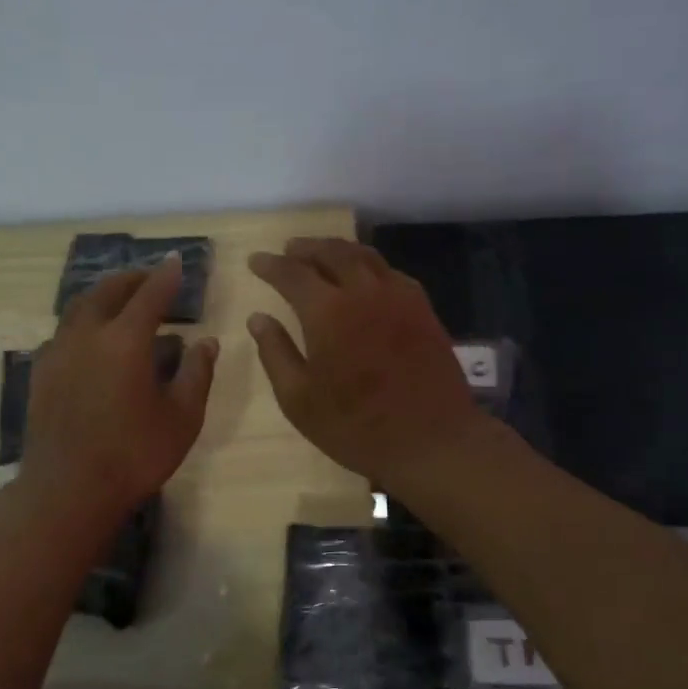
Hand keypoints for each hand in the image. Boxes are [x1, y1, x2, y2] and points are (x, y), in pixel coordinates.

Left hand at [20, 256, 217, 525]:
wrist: (67, 490)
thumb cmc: (135, 455)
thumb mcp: (182, 417)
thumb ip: (196, 373)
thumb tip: (206, 341)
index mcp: (125, 340)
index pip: (150, 295)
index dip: (166, 276)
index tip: (177, 261)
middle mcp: (87, 335)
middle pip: (107, 292)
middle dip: (131, 280)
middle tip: (149, 279)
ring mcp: (57, 352)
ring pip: (79, 308)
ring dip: (103, 297)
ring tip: (120, 303)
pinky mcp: (41, 373)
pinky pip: (64, 332)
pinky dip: (83, 323)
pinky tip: (92, 342)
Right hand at [247, 238, 489, 487]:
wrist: (432, 440)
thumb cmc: (356, 427)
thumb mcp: (299, 400)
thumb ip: (275, 353)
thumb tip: (258, 318)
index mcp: (328, 312)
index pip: (293, 273)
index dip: (271, 265)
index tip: (255, 261)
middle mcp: (364, 292)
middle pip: (332, 253)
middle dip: (306, 248)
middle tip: (289, 250)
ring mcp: (399, 298)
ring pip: (365, 257)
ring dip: (338, 250)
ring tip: (322, 255)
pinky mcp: (423, 310)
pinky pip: (391, 273)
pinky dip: (370, 266)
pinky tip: (365, 278)